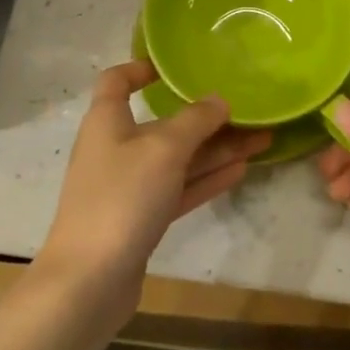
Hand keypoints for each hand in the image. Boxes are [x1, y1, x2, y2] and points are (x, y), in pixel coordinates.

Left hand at [39, 61, 268, 300]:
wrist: (89, 282)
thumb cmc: (122, 197)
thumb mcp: (164, 149)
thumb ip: (195, 120)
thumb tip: (219, 99)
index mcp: (107, 120)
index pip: (117, 81)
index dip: (141, 68)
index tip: (175, 67)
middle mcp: (116, 148)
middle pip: (163, 124)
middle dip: (205, 118)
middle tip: (249, 112)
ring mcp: (128, 187)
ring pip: (178, 159)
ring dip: (216, 150)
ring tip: (261, 140)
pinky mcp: (141, 219)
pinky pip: (179, 189)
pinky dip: (206, 179)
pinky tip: (240, 171)